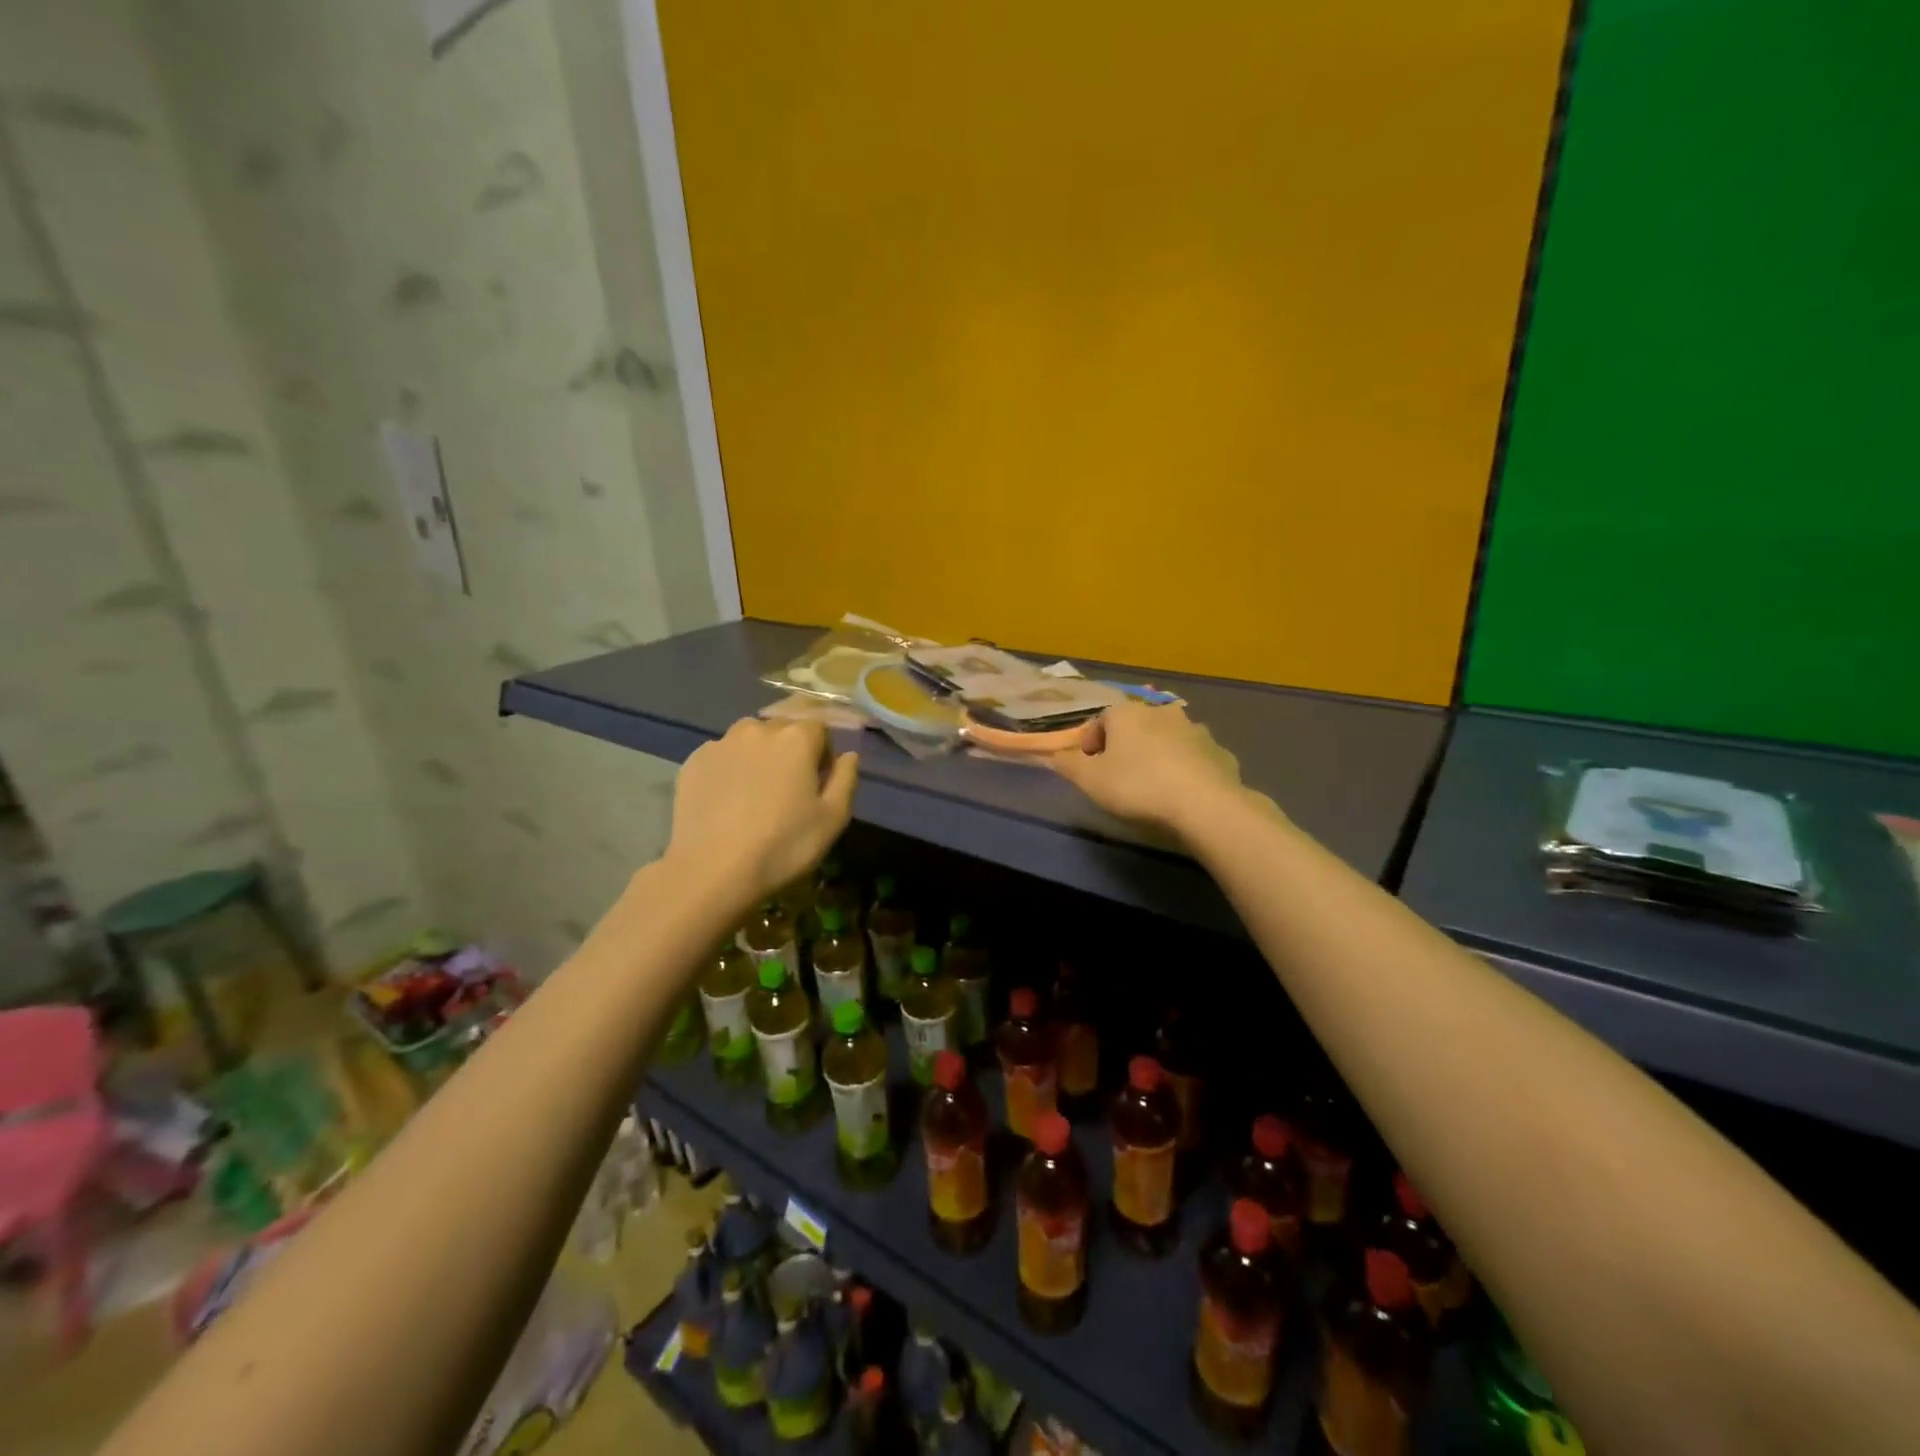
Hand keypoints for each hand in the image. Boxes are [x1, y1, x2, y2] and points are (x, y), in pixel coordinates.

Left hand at [665, 718, 858, 905]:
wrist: (712, 871)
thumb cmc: (783, 845)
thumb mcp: (833, 819)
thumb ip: (845, 779)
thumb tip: (848, 756)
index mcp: (797, 738)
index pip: (820, 728)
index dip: (823, 754)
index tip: (818, 784)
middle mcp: (758, 729)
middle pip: (783, 729)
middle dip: (790, 751)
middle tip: (788, 790)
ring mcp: (721, 743)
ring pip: (749, 739)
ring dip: (758, 755)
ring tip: (755, 793)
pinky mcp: (693, 761)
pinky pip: (722, 756)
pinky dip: (729, 769)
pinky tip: (727, 802)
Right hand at [1048, 700, 1243, 836]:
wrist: (1203, 804)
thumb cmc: (1137, 786)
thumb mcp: (1090, 780)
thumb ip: (1068, 765)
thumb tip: (1053, 755)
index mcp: (1127, 713)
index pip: (1100, 721)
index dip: (1091, 744)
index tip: (1089, 768)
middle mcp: (1161, 712)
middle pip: (1135, 727)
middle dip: (1126, 747)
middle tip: (1119, 776)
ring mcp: (1195, 730)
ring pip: (1167, 739)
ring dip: (1158, 755)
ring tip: (1153, 786)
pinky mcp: (1219, 751)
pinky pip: (1194, 758)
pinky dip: (1186, 769)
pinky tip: (1182, 793)